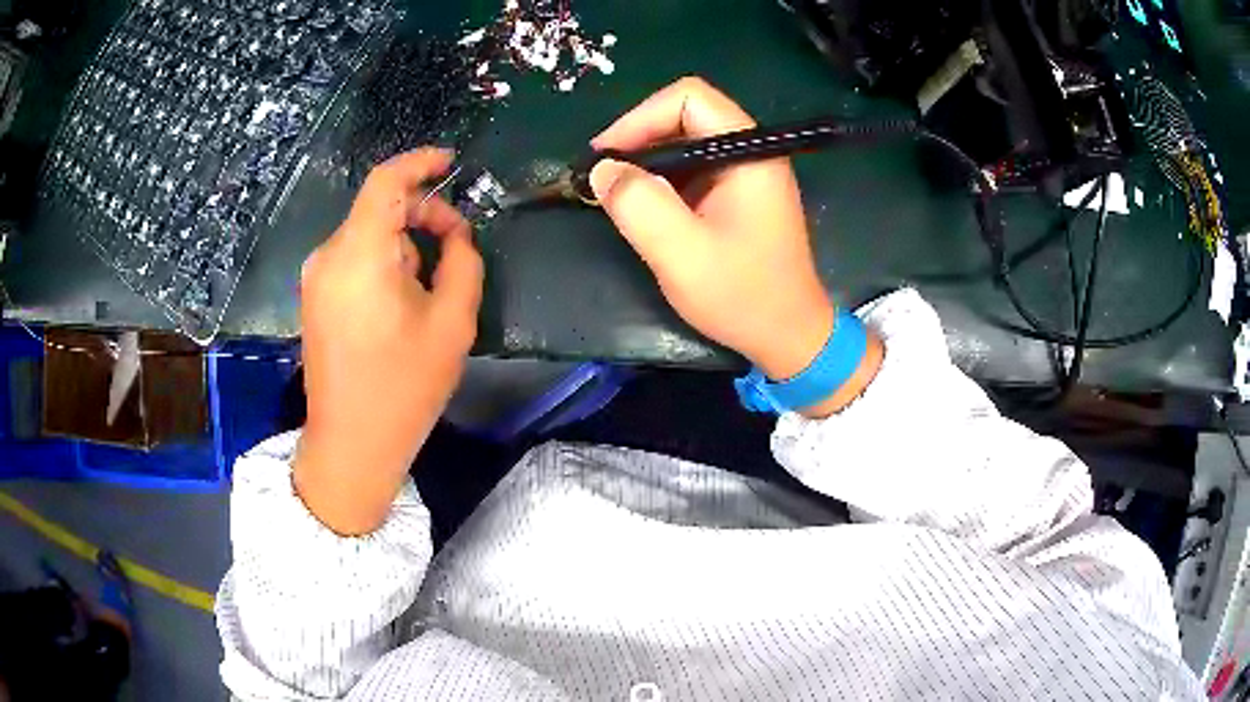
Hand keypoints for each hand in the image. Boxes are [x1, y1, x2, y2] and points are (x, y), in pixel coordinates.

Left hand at [295, 149, 483, 534]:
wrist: (352, 443)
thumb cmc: (404, 387)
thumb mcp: (453, 323)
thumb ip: (463, 262)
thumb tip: (457, 235)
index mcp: (360, 253)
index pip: (385, 181)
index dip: (420, 162)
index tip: (451, 162)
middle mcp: (329, 256)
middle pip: (378, 208)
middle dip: (422, 214)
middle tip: (458, 245)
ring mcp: (316, 278)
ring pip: (368, 235)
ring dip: (404, 244)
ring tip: (429, 289)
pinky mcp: (314, 298)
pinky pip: (353, 259)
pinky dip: (383, 262)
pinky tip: (401, 301)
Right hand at [590, 77, 880, 415]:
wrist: (790, 337)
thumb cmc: (744, 296)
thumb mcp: (683, 255)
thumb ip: (639, 205)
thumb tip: (602, 170)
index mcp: (749, 153)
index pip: (689, 98)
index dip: (640, 117)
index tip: (607, 156)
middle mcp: (751, 152)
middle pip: (685, 115)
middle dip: (639, 138)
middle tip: (603, 176)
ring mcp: (747, 173)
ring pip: (686, 142)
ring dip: (647, 162)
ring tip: (615, 193)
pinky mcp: (739, 195)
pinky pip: (693, 169)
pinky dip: (662, 181)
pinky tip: (643, 207)